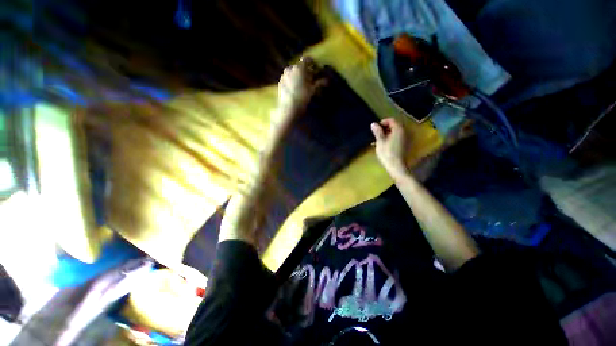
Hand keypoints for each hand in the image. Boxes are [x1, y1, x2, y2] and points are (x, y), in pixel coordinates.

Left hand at [274, 57, 326, 132]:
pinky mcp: (279, 83)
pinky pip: (288, 78)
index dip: (313, 63)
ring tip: (302, 85)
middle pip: (299, 66)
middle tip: (310, 78)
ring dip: (298, 76)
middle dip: (305, 70)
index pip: (307, 59)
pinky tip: (295, 89)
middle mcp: (290, 68)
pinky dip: (292, 81)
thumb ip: (319, 83)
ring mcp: (283, 75)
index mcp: (299, 67)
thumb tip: (326, 80)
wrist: (289, 108)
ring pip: (293, 72)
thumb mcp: (312, 90)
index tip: (317, 69)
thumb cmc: (302, 97)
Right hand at [370, 118, 408, 178]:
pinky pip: (396, 138)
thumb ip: (377, 131)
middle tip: (376, 134)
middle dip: (384, 128)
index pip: (392, 120)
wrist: (396, 166)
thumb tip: (373, 123)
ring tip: (377, 140)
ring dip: (386, 134)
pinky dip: (389, 138)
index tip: (376, 127)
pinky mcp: (403, 145)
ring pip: (394, 132)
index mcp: (398, 130)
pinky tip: (382, 144)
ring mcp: (404, 139)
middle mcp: (403, 132)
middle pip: (394, 126)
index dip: (383, 122)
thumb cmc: (387, 152)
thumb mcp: (380, 141)